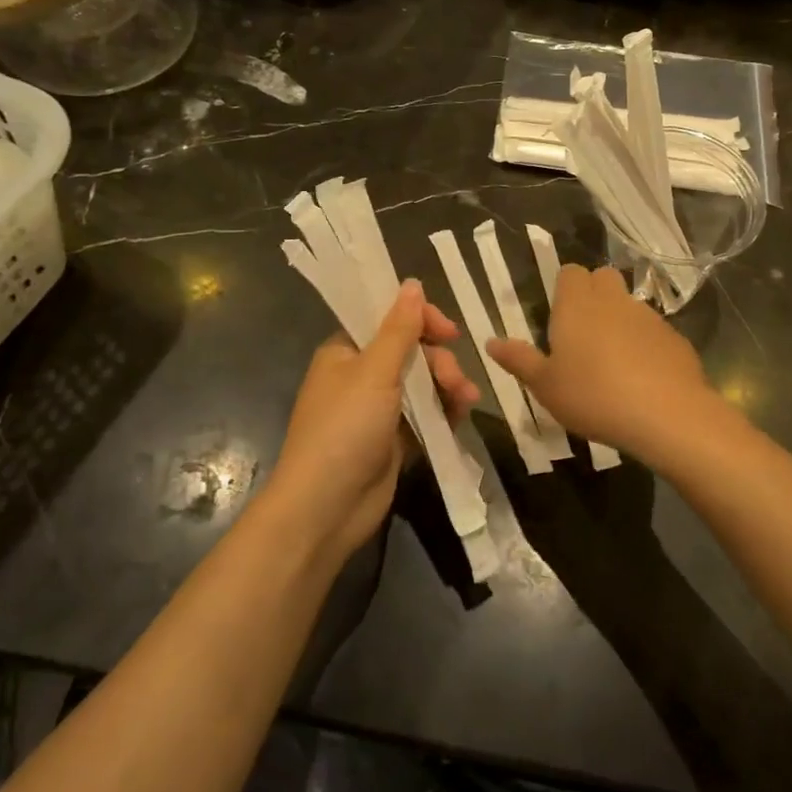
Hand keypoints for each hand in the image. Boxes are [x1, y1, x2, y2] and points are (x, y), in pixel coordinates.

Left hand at [264, 279, 480, 562]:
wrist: (326, 508)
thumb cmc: (344, 430)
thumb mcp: (374, 373)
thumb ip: (399, 329)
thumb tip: (412, 283)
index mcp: (346, 352)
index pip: (388, 320)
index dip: (421, 320)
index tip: (450, 332)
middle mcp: (360, 376)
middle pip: (412, 353)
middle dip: (440, 363)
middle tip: (456, 382)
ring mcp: (377, 410)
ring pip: (423, 384)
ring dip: (447, 387)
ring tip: (465, 402)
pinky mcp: (393, 440)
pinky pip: (425, 415)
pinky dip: (443, 413)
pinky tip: (460, 417)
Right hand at [487, 264, 718, 461]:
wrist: (666, 414)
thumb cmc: (593, 396)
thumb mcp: (545, 386)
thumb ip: (519, 360)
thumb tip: (491, 341)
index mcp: (577, 304)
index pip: (570, 272)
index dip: (564, 287)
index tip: (558, 314)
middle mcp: (613, 300)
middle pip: (603, 277)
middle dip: (593, 294)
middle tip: (582, 332)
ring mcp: (648, 316)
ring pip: (629, 304)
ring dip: (619, 320)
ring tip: (611, 360)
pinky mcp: (674, 338)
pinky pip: (653, 331)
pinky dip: (645, 344)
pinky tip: (641, 377)